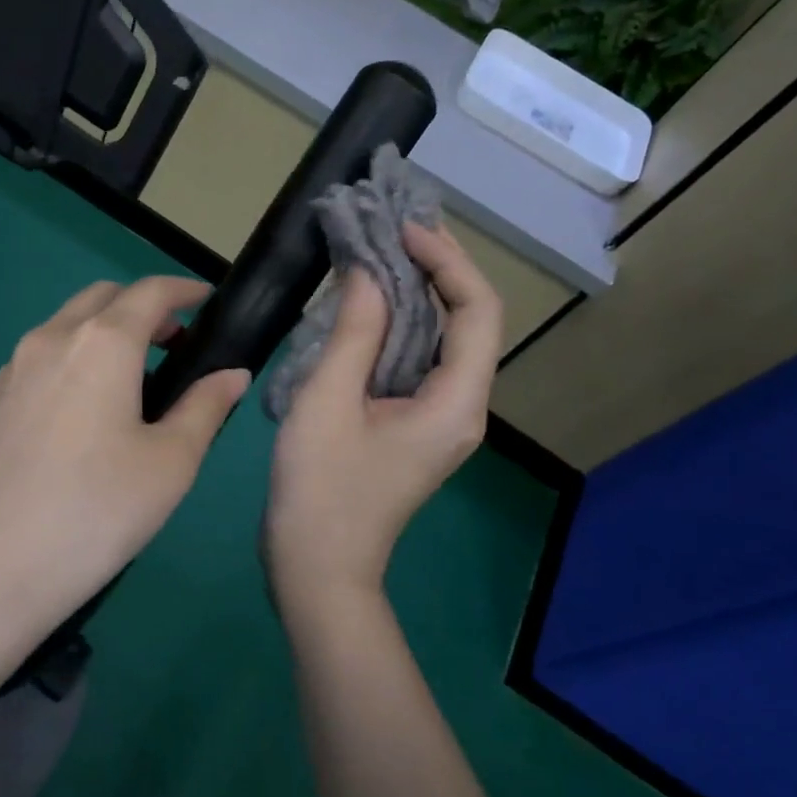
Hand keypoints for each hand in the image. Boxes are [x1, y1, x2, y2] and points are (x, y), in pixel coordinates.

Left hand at [0, 276, 248, 629]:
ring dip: (105, 331)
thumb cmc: (96, 512)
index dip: (184, 289)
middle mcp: (51, 339)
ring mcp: (13, 369)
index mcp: (102, 344)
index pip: (150, 292)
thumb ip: (205, 407)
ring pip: (67, 324)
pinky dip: (74, 357)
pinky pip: (41, 357)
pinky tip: (85, 411)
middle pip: (103, 297)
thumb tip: (231, 374)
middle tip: (174, 344)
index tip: (208, 301)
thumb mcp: (170, 463)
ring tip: (133, 380)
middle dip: (143, 306)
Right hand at [266, 223, 505, 616]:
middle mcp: (462, 406)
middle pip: (468, 320)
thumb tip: (367, 273)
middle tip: (391, 228)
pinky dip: (398, 325)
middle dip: (436, 268)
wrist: (317, 568)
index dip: (447, 261)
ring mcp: (440, 419)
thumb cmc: (320, 490)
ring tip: (378, 252)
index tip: (403, 230)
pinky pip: (417, 361)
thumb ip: (353, 332)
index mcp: (456, 402)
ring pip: (443, 339)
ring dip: (416, 294)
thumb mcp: (328, 402)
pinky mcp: (413, 425)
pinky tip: (364, 306)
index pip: (478, 310)